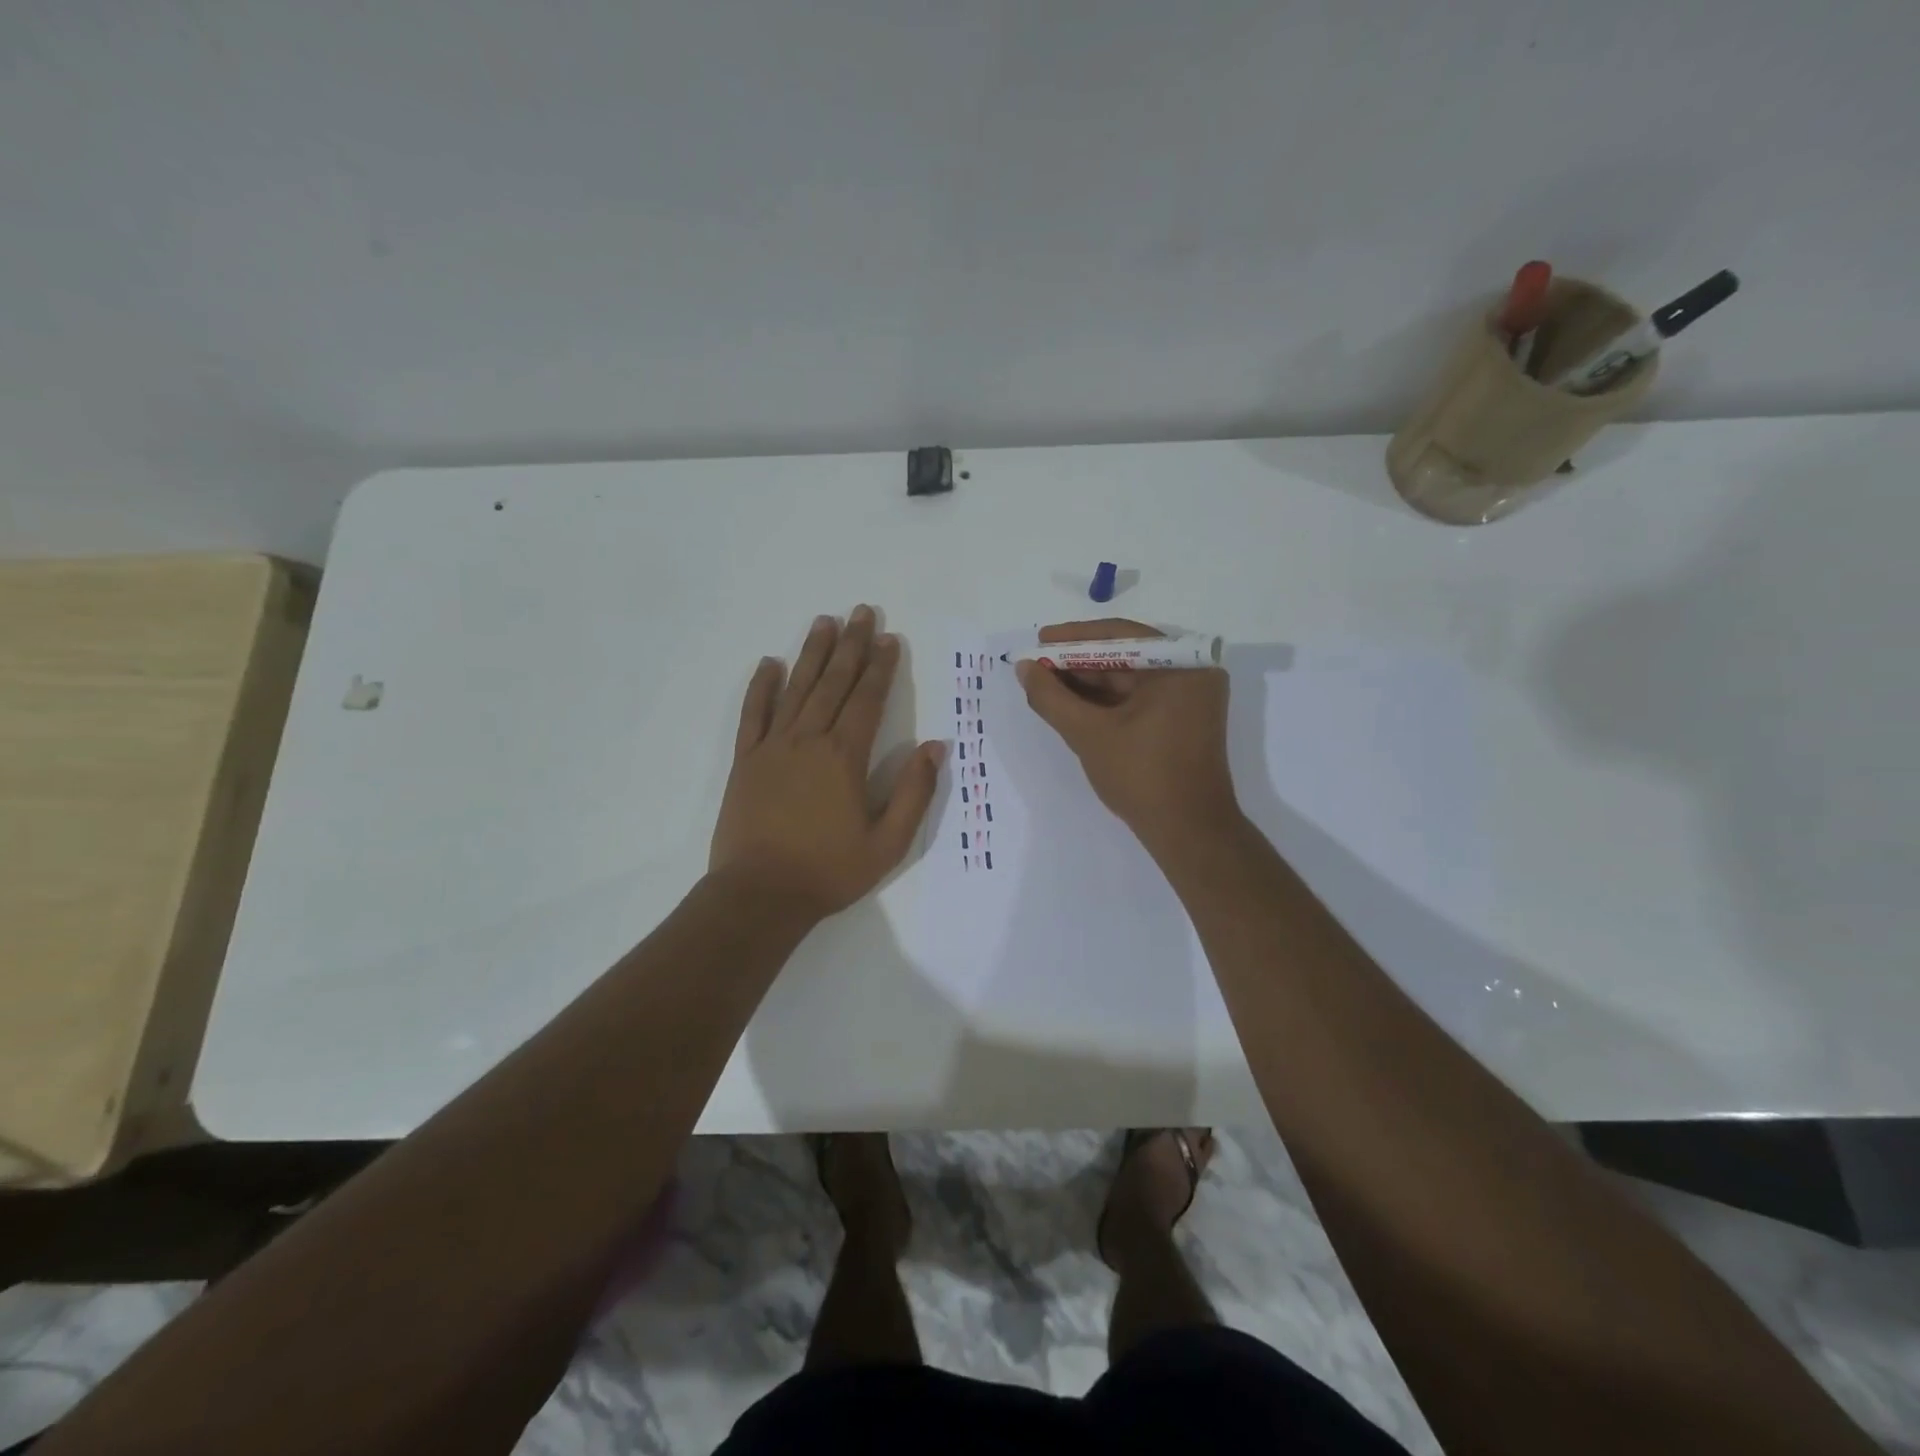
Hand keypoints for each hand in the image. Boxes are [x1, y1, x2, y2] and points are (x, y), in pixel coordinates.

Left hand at [711, 606, 945, 919]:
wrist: (760, 895)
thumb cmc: (829, 871)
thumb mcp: (887, 843)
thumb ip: (913, 792)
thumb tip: (936, 748)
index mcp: (844, 757)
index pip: (867, 700)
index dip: (881, 668)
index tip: (890, 639)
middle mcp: (808, 741)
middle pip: (833, 683)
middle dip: (851, 646)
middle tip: (861, 612)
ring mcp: (772, 747)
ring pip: (796, 689)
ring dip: (812, 654)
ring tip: (824, 622)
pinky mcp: (744, 761)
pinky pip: (752, 714)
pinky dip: (761, 687)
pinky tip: (769, 663)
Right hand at [1016, 619, 1237, 855]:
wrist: (1188, 832)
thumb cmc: (1141, 776)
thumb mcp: (1088, 733)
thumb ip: (1051, 697)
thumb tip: (1024, 667)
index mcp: (1181, 666)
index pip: (1120, 636)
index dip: (1074, 638)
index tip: (1040, 640)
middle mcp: (1192, 673)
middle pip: (1125, 656)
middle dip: (1078, 662)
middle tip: (1038, 665)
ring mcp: (1191, 698)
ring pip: (1130, 679)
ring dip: (1089, 683)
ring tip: (1046, 684)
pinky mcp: (1184, 720)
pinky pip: (1140, 698)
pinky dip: (1107, 701)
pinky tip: (1073, 704)